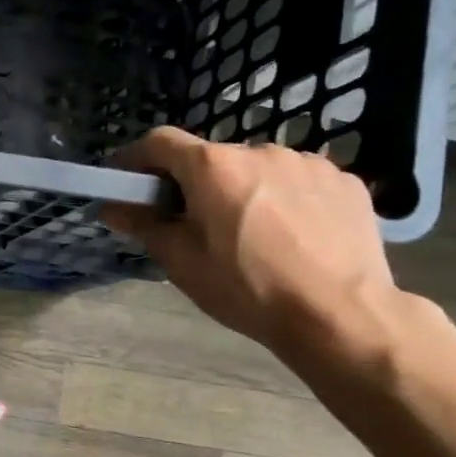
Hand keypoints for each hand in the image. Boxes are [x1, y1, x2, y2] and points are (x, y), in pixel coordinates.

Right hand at [102, 128, 398, 360]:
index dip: (136, 158)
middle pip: (212, 159)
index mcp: (214, 167)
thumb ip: (144, 225)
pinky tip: (293, 238)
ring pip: (258, 170)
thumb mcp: (182, 262)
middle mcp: (260, 150)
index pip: (160, 142)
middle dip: (196, 185)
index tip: (126, 180)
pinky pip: (299, 182)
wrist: (340, 314)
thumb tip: (111, 206)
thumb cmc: (247, 289)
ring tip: (252, 236)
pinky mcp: (344, 181)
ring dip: (243, 191)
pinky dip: (285, 200)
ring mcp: (308, 163)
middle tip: (194, 226)